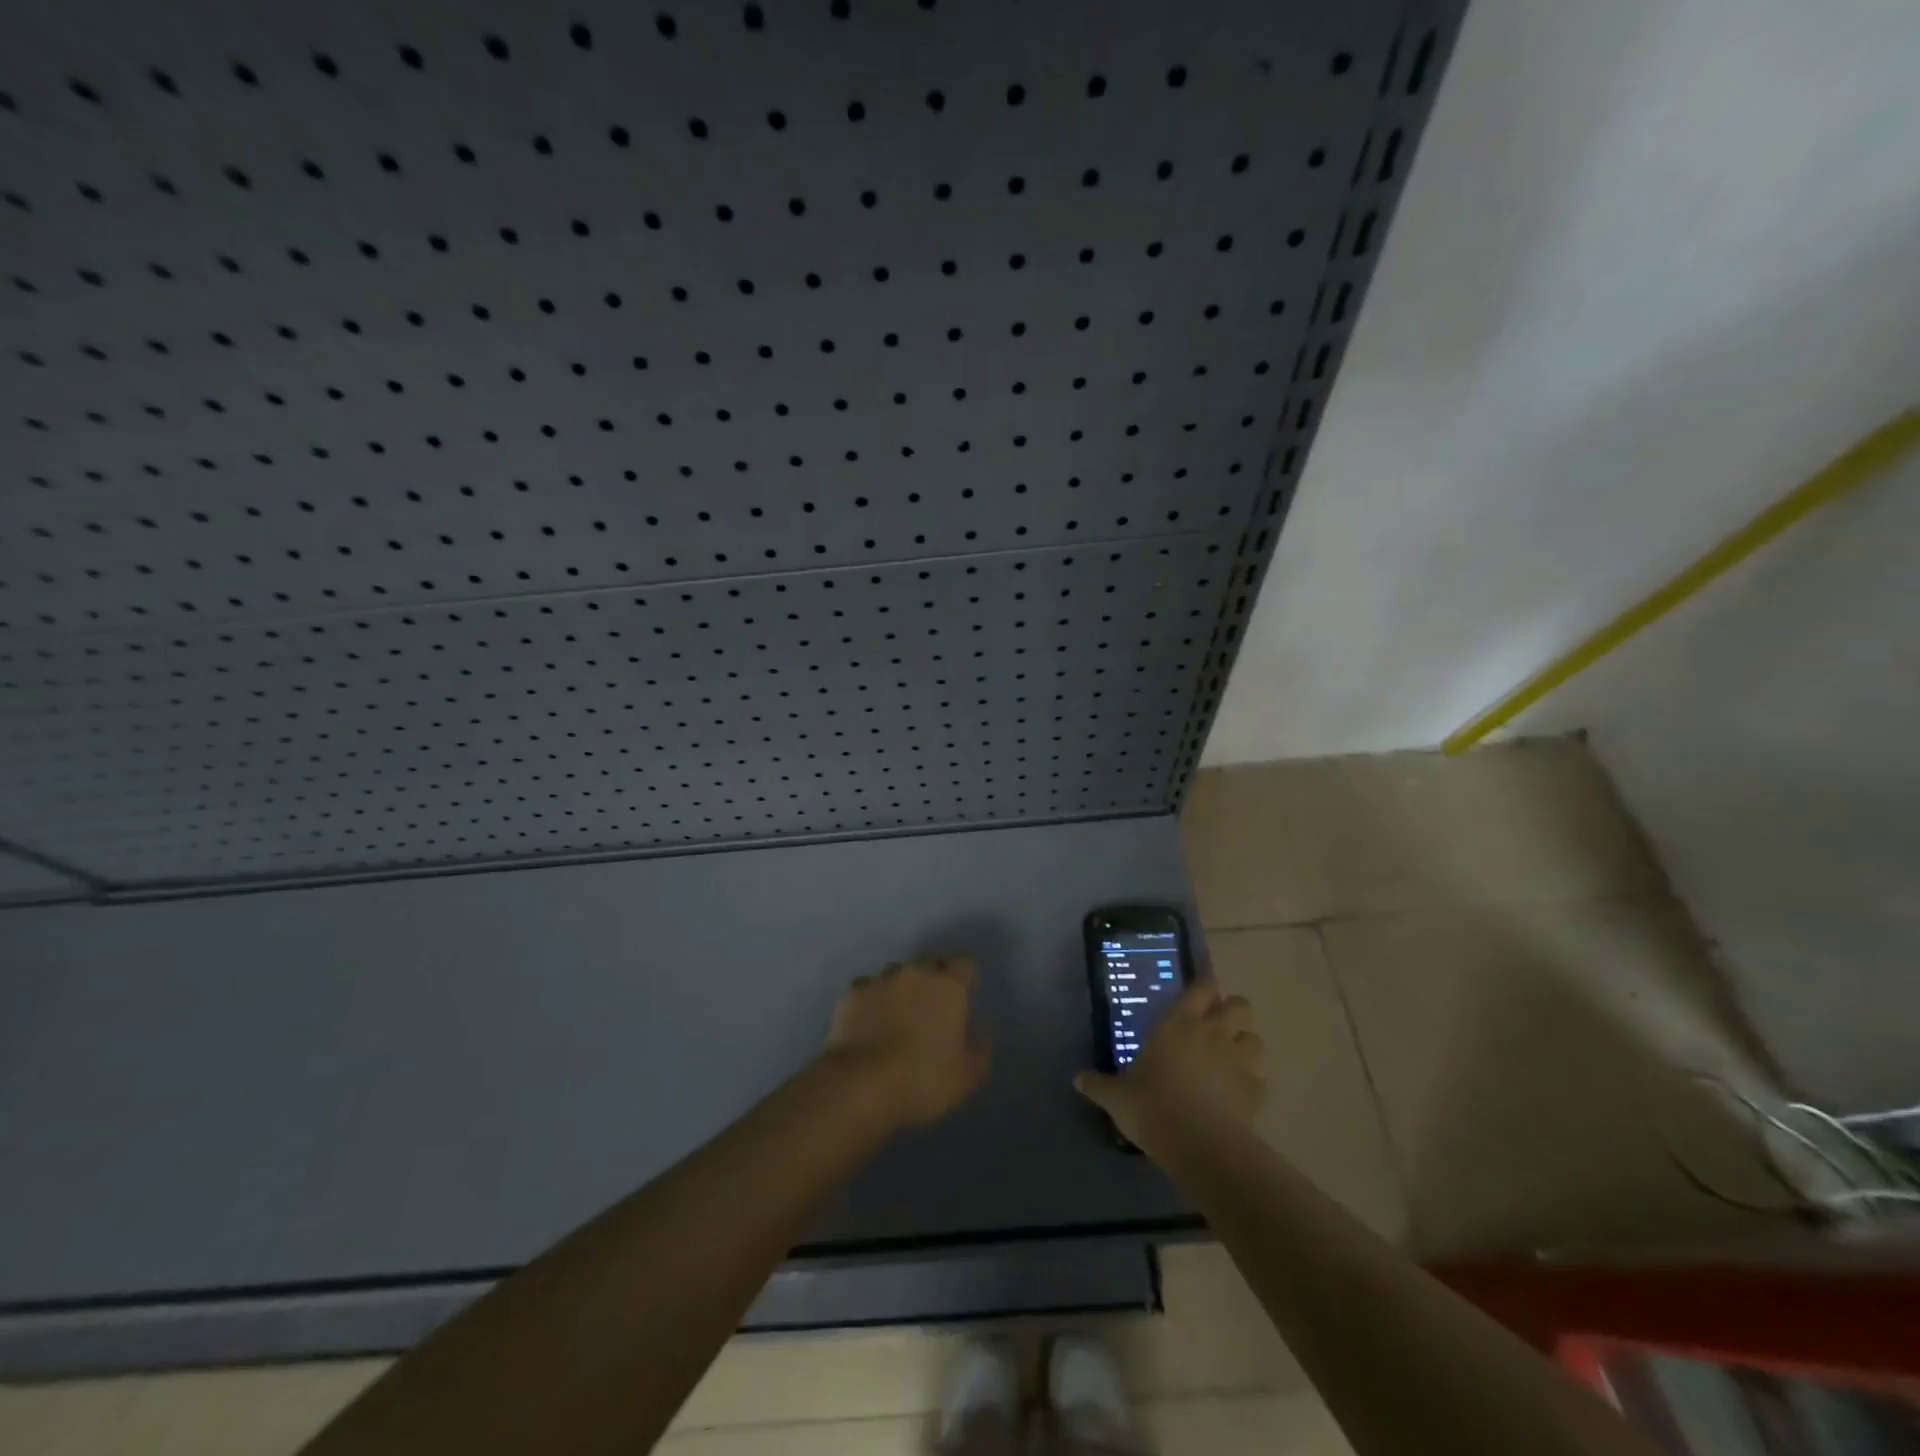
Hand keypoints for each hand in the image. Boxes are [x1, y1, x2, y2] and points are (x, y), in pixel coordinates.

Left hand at [821, 956, 991, 1128]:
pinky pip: (867, 987)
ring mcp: (882, 979)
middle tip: (931, 1005)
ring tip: (896, 1013)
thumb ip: (980, 1049)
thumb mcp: (966, 1076)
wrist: (861, 1084)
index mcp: (950, 987)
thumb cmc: (923, 1080)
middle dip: (933, 976)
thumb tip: (983, 1031)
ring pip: (896, 972)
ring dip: (901, 986)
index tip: (964, 994)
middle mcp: (916, 973)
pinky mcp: (853, 992)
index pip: (966, 963)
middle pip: (930, 961)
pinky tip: (868, 1020)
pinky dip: (871, 999)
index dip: (965, 976)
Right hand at [1075, 981, 1264, 1156]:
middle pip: (1239, 1005)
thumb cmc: (1153, 1107)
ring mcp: (1240, 1060)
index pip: (1202, 988)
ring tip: (1229, 1060)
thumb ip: (1099, 1085)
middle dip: (1231, 1013)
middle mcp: (1213, 1032)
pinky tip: (1237, 1096)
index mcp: (1179, 1023)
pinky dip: (1251, 1083)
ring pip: (1255, 1038)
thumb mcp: (1117, 1097)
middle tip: (1214, 1029)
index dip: (1203, 990)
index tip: (1197, 999)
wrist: (1201, 1147)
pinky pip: (1260, 1078)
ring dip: (1244, 1045)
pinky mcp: (1257, 1091)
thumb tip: (1077, 1080)